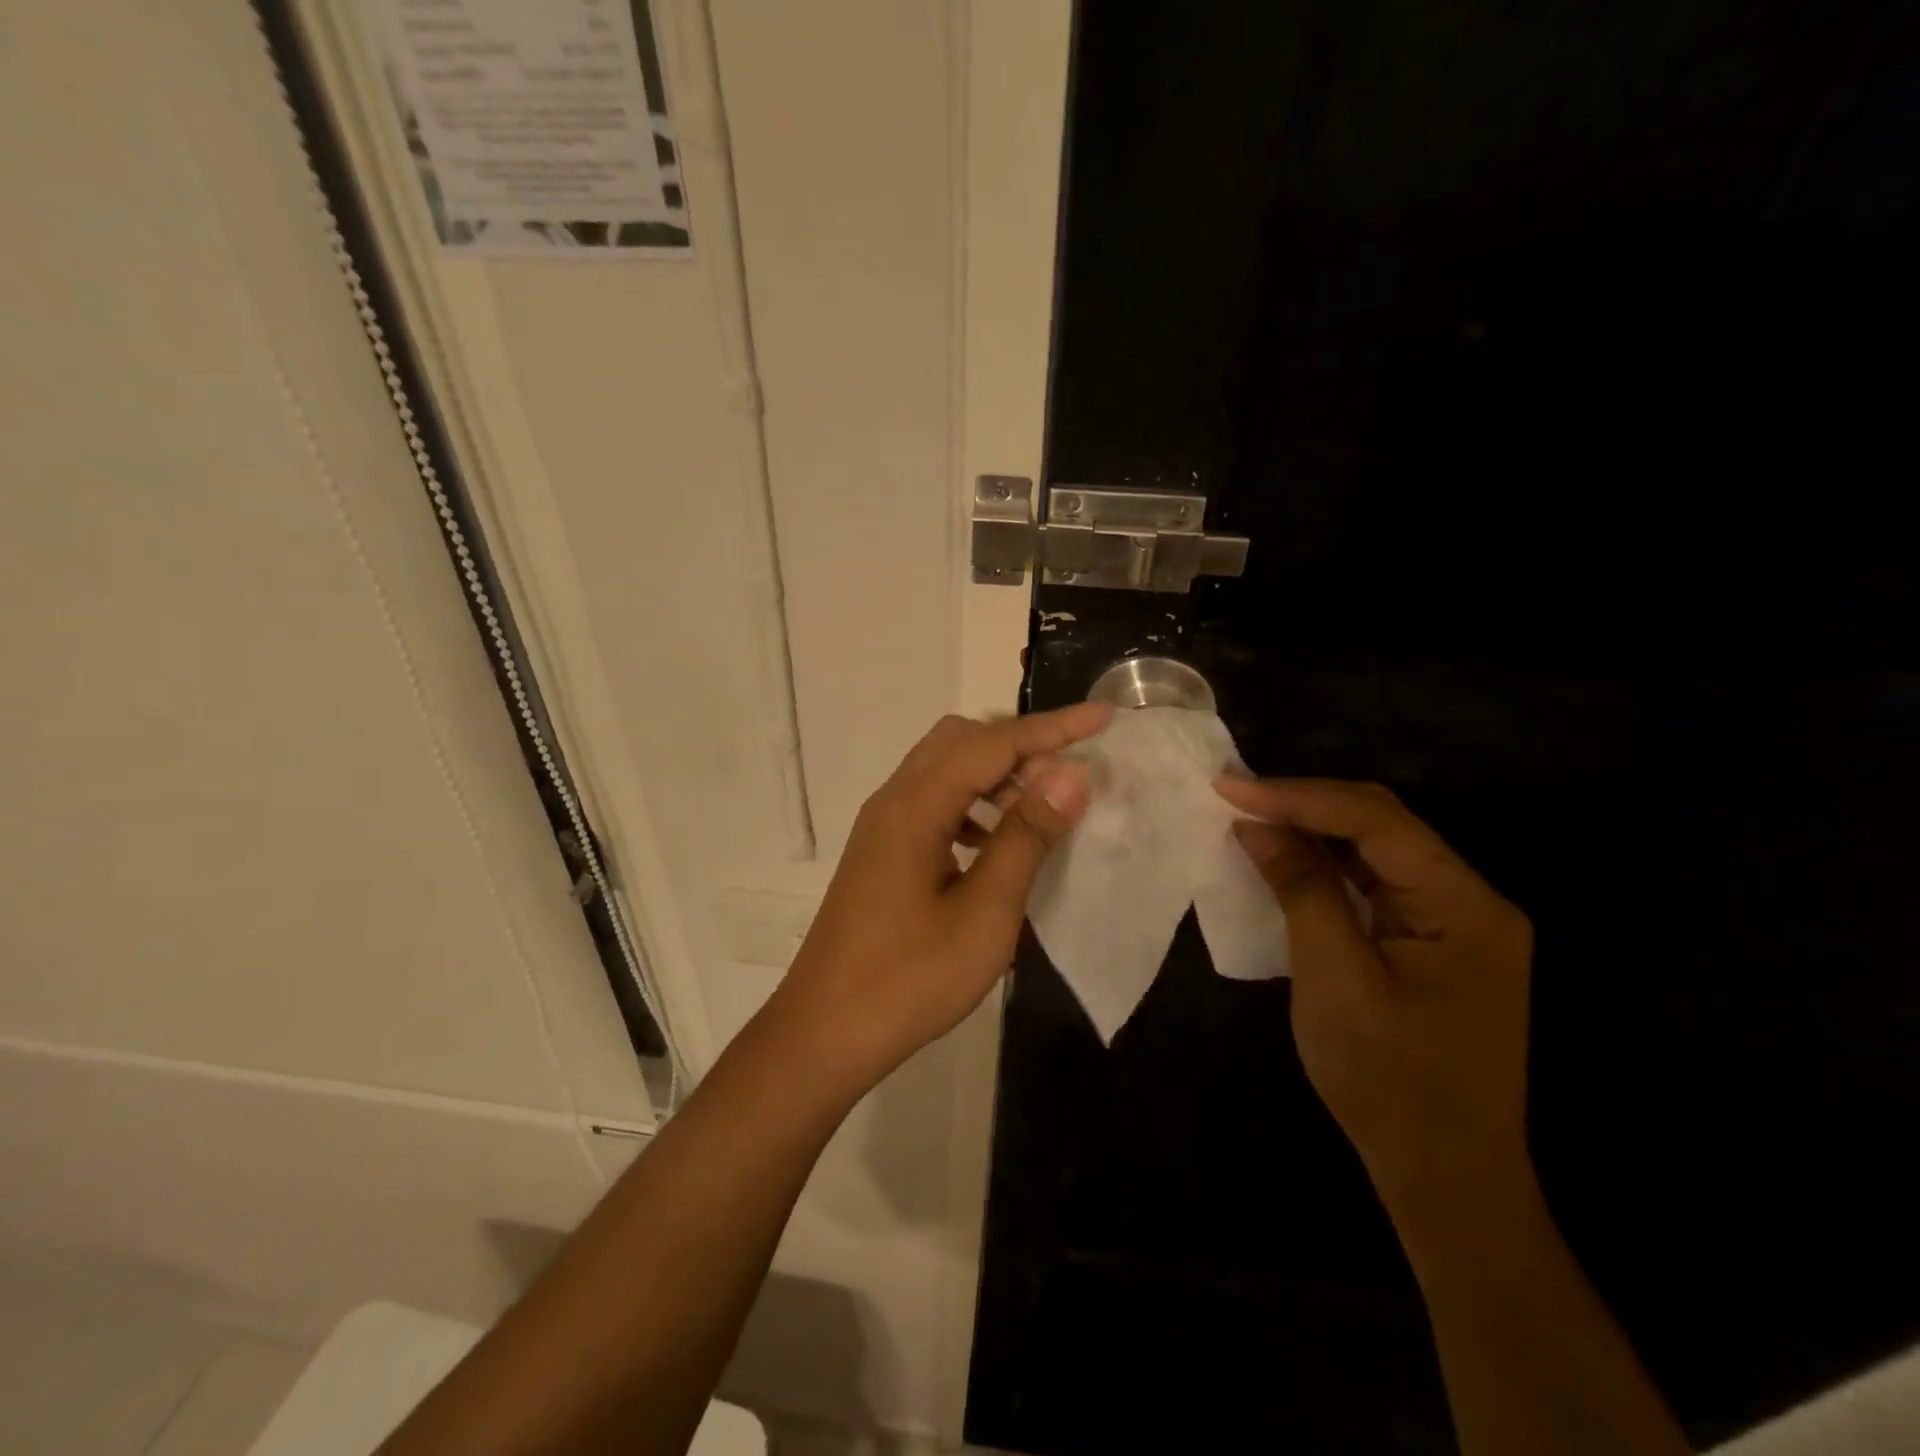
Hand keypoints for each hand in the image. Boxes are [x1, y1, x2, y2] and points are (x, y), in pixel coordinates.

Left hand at [774, 704, 1111, 1091]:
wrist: (825, 1031)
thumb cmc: (910, 979)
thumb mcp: (984, 913)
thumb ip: (1025, 837)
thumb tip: (1069, 774)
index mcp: (916, 807)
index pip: (992, 744)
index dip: (1052, 728)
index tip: (1103, 717)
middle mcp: (894, 800)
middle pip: (961, 740)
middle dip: (1020, 745)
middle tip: (1066, 777)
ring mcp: (882, 825)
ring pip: (944, 768)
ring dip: (995, 774)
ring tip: (1039, 809)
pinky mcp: (881, 849)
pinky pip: (932, 801)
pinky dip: (971, 804)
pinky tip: (994, 843)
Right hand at [1216, 777, 1533, 1210]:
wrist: (1446, 1176)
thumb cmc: (1389, 1080)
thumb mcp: (1334, 977)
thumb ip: (1301, 889)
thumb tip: (1256, 825)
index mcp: (1464, 904)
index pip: (1375, 820)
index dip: (1297, 796)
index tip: (1229, 787)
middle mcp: (1471, 899)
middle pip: (1382, 825)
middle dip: (1305, 805)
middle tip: (1234, 795)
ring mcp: (1456, 922)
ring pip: (1377, 851)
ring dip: (1313, 832)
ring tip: (1250, 816)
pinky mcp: (1435, 943)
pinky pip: (1376, 884)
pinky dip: (1328, 867)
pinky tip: (1288, 860)